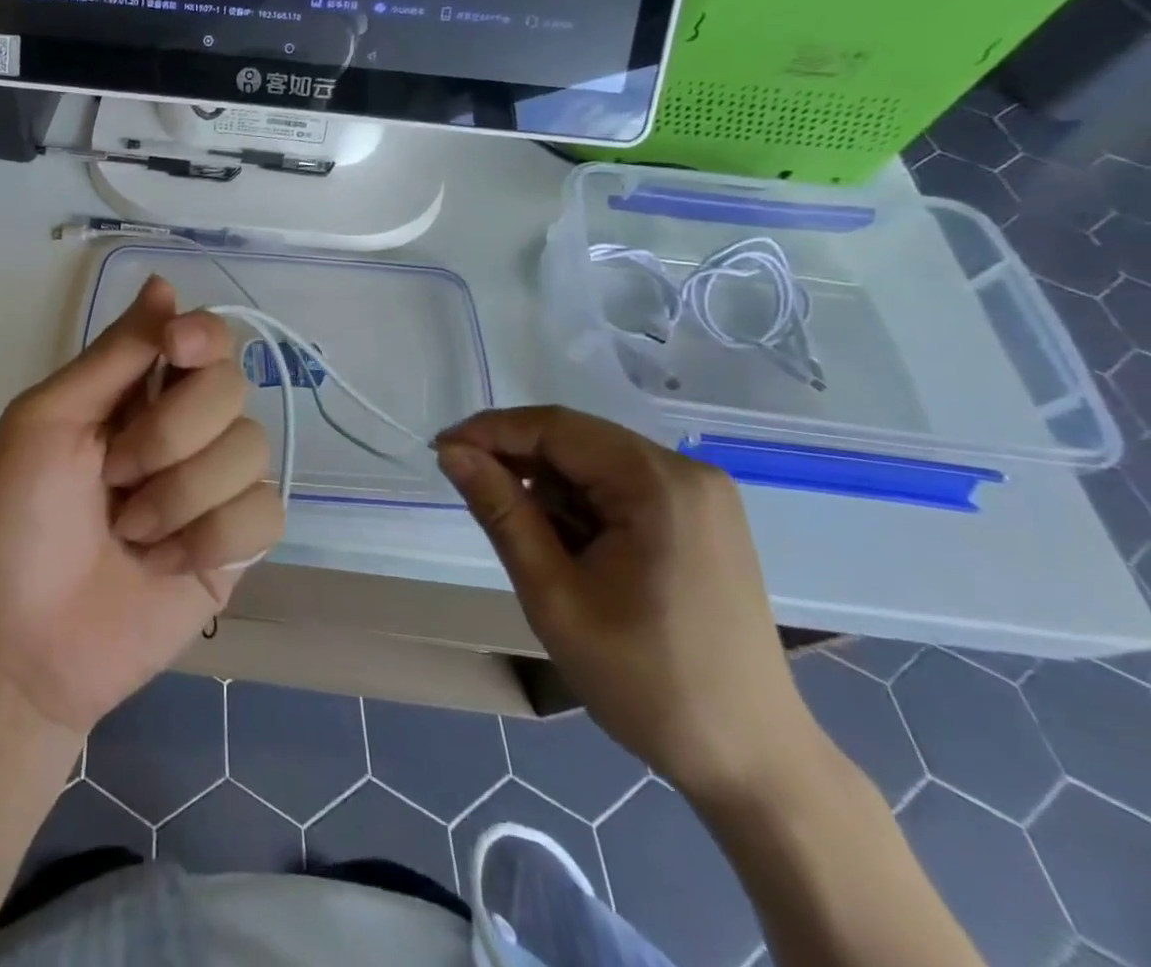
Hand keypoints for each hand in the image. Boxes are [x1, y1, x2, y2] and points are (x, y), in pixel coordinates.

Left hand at [0, 276, 282, 735]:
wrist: (22, 645)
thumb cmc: (14, 522)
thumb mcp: (46, 422)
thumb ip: (112, 356)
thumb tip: (164, 283)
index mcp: (137, 392)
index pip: (203, 336)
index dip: (202, 335)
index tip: (178, 351)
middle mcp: (186, 428)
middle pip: (232, 386)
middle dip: (171, 433)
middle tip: (116, 475)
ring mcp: (215, 486)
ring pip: (251, 449)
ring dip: (181, 495)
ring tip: (131, 532)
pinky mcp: (237, 544)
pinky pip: (264, 513)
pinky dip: (210, 538)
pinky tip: (165, 564)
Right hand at [436, 407, 817, 803]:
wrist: (751, 763)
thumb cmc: (644, 680)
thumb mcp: (553, 594)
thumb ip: (500, 510)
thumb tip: (451, 451)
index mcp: (658, 483)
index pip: (555, 427)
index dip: (490, 431)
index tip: (440, 452)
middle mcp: (686, 472)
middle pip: (577, 439)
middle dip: (517, 460)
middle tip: (468, 491)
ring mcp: (700, 495)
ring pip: (594, 462)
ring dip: (548, 488)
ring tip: (529, 541)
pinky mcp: (701, 519)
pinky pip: (620, 486)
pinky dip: (580, 505)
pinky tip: (568, 547)